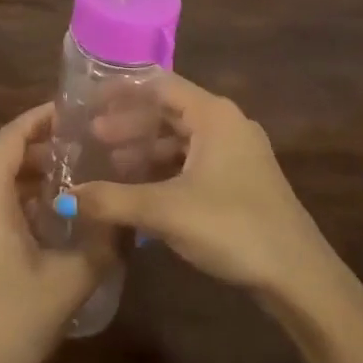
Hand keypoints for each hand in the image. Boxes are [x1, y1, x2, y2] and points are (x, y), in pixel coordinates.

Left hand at [0, 104, 113, 362]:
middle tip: (86, 148)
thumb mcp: (70, 280)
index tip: (74, 111)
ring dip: (31, 177)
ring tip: (76, 180)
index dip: (41, 118)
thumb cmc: (12, 320)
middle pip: (3, 158)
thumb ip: (104, 241)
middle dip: (43, 149)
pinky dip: (18, 200)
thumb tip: (129, 216)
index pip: (11, 136)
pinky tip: (51, 219)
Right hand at [65, 75, 334, 300]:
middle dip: (130, 124)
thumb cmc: (232, 227)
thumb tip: (63, 199)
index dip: (122, 92)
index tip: (89, 101)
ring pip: (182, 140)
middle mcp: (228, 124)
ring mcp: (238, 154)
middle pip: (169, 111)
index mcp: (214, 115)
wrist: (299, 277)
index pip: (159, 85)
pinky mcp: (242, 181)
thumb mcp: (165, 211)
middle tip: (92, 138)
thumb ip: (112, 200)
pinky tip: (143, 192)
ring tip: (111, 166)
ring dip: (146, 149)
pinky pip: (195, 162)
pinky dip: (166, 169)